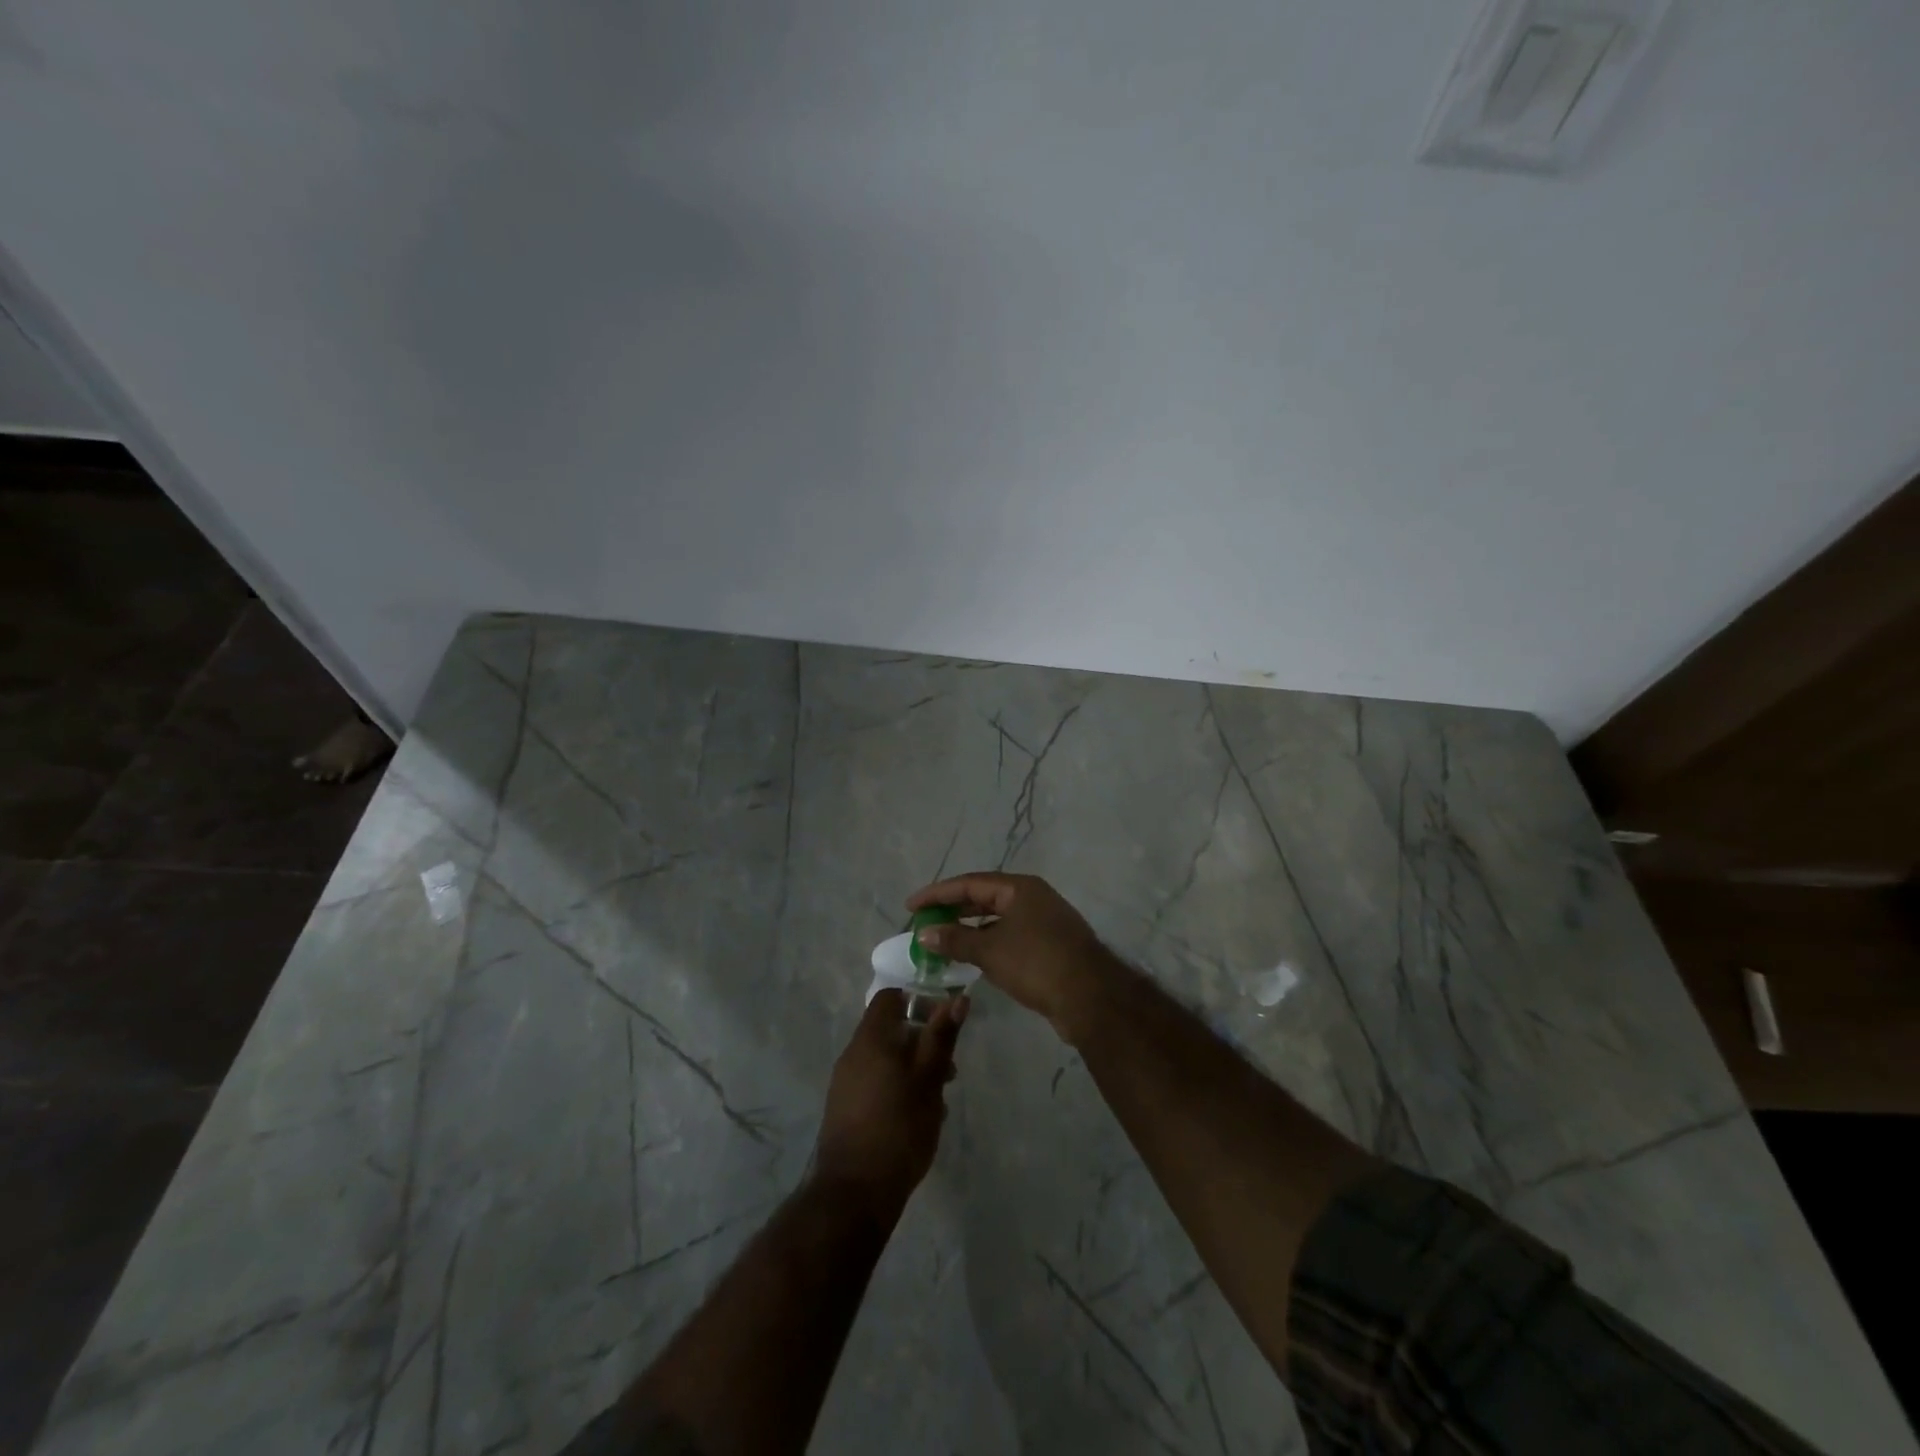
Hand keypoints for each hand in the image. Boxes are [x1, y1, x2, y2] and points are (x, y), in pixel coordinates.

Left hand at [813, 990, 966, 1222]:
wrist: (854, 1192)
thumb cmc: (899, 1127)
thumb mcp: (929, 1079)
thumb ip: (941, 1036)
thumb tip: (957, 997)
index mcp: (871, 1039)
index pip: (890, 998)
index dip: (918, 1001)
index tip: (944, 1022)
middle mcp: (853, 1054)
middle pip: (889, 1030)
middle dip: (922, 1042)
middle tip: (949, 1069)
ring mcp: (845, 1082)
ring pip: (885, 1059)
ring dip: (913, 1068)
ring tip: (938, 1099)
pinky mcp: (844, 1108)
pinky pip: (875, 1083)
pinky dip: (897, 1088)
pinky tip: (918, 1117)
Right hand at [907, 873, 1116, 1040]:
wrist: (1090, 997)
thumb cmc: (1037, 963)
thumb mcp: (990, 950)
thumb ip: (955, 940)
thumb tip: (924, 933)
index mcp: (1020, 888)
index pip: (969, 883)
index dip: (937, 894)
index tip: (911, 906)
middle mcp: (1032, 898)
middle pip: (983, 898)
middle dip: (952, 910)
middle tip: (924, 923)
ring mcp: (1043, 922)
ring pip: (996, 919)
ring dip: (968, 929)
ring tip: (941, 941)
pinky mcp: (1048, 946)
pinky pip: (1008, 937)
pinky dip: (986, 944)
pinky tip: (970, 958)